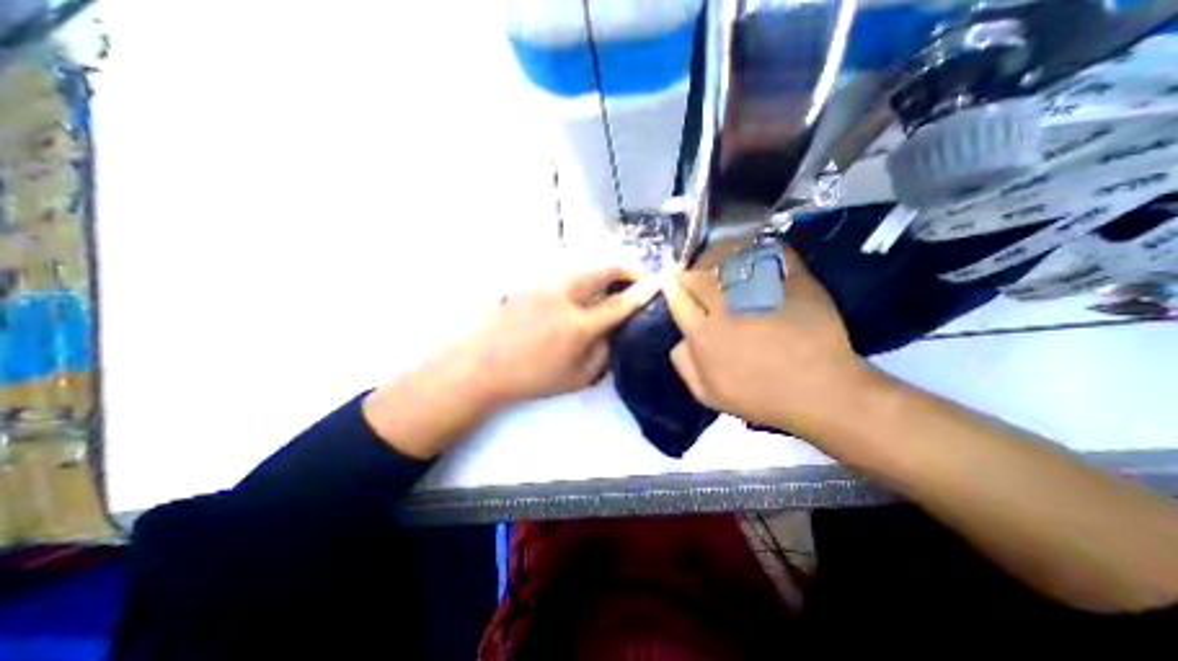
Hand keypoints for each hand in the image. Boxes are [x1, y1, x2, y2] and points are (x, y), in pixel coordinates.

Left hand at [367, 263, 652, 458]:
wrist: (482, 362)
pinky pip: (569, 266)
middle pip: (604, 267)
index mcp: (577, 327)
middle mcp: (564, 296)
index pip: (619, 304)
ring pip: (587, 261)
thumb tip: (617, 329)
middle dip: (627, 267)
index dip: (642, 293)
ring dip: (607, 267)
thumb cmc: (531, 376)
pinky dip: (586, 271)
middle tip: (636, 278)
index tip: (659, 284)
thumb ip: (604, 352)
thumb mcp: (577, 377)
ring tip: (614, 281)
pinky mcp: (534, 277)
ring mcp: (546, 282)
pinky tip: (586, 285)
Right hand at [667, 245, 867, 435]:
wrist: (822, 393)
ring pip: (729, 262)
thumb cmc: (762, 398)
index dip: (672, 285)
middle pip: (699, 277)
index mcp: (704, 335)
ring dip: (717, 256)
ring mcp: (759, 294)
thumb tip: (679, 340)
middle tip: (691, 268)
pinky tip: (752, 247)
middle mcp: (726, 309)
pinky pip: (771, 256)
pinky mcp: (792, 284)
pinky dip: (760, 248)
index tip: (669, 276)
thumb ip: (685, 365)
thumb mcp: (709, 395)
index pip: (679, 300)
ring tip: (715, 254)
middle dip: (690, 270)